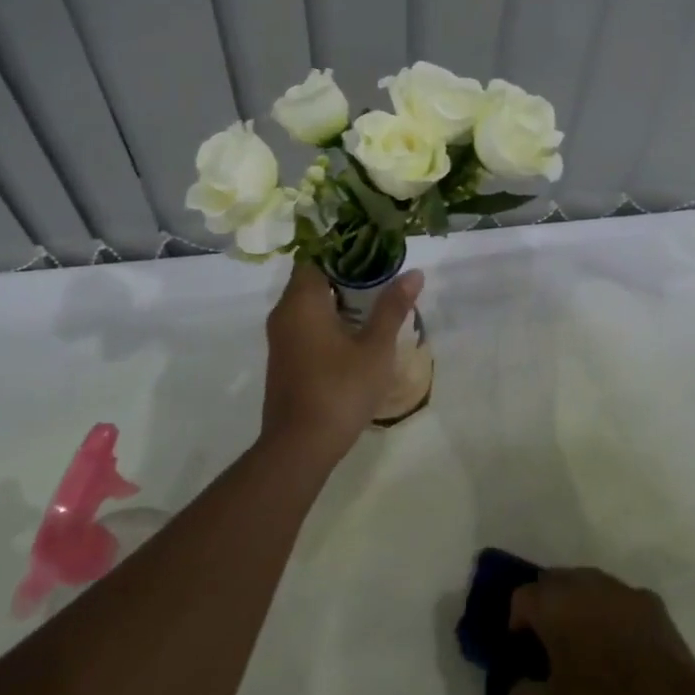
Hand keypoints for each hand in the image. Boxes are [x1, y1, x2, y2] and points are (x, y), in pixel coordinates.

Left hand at [260, 261, 422, 460]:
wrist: (300, 446)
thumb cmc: (340, 389)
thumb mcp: (376, 348)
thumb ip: (393, 308)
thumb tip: (414, 273)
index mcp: (301, 302)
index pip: (316, 257)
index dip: (343, 249)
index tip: (372, 249)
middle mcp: (284, 314)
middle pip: (311, 279)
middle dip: (344, 274)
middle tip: (381, 274)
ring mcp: (280, 339)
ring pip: (307, 304)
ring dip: (337, 300)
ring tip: (374, 301)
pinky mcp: (284, 360)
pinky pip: (304, 325)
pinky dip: (327, 320)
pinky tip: (354, 333)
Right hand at [506, 567, 694, 694]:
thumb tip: (516, 688)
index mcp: (553, 602)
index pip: (520, 598)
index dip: (517, 625)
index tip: (525, 655)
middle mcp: (583, 582)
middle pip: (552, 583)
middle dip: (546, 608)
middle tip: (551, 646)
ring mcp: (619, 588)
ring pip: (587, 586)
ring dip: (579, 607)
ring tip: (586, 645)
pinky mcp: (650, 601)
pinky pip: (619, 600)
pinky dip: (613, 616)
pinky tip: (622, 649)